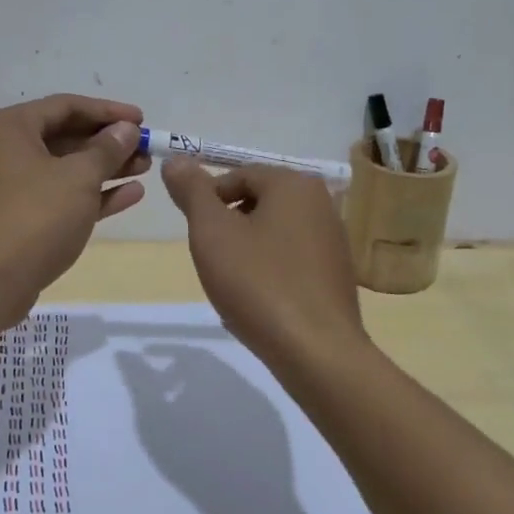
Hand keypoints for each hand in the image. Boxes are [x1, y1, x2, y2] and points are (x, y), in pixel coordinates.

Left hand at [0, 94, 148, 313]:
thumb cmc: (34, 216)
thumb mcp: (78, 177)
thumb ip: (107, 149)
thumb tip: (126, 130)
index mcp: (7, 127)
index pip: (65, 106)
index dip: (107, 111)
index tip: (142, 120)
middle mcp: (1, 150)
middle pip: (63, 136)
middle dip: (108, 143)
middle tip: (146, 148)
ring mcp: (6, 187)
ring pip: (62, 169)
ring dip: (104, 168)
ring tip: (145, 169)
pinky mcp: (15, 219)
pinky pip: (57, 196)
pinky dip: (89, 194)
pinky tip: (130, 195)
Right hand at [116, 344, 308, 513]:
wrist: (246, 500)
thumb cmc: (193, 458)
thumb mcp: (154, 421)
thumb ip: (140, 384)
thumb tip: (125, 354)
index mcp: (214, 374)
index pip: (188, 350)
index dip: (166, 351)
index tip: (148, 358)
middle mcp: (241, 379)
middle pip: (207, 365)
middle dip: (182, 373)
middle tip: (162, 391)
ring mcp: (260, 403)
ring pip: (225, 385)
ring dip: (202, 391)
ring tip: (184, 415)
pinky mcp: (272, 426)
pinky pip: (242, 406)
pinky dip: (223, 409)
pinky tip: (212, 433)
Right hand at [161, 161, 367, 369]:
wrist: (316, 353)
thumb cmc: (259, 283)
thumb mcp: (212, 232)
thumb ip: (192, 192)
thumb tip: (176, 160)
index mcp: (295, 184)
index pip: (237, 175)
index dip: (208, 201)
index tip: (197, 236)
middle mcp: (321, 203)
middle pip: (257, 202)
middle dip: (228, 227)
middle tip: (213, 261)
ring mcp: (333, 240)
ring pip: (273, 232)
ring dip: (247, 251)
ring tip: (235, 285)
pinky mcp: (337, 274)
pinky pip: (291, 260)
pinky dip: (270, 272)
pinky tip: (261, 302)